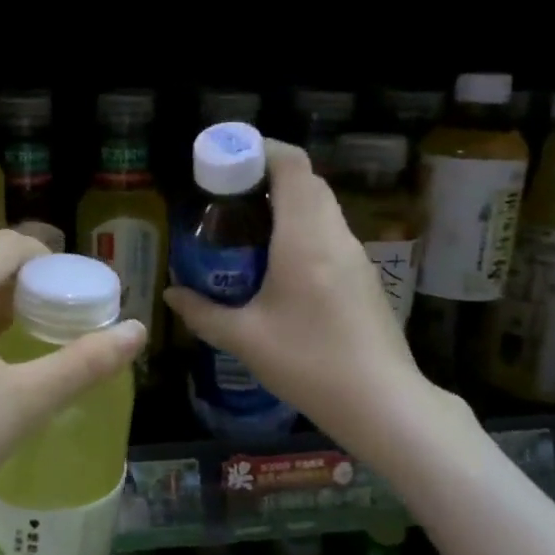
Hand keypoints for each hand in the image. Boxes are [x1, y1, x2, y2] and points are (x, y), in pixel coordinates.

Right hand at [164, 141, 456, 461]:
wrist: (382, 403)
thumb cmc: (309, 363)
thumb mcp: (245, 339)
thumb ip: (203, 312)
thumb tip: (171, 295)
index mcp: (304, 238)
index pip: (292, 166)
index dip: (261, 151)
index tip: (228, 161)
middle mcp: (334, 236)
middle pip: (307, 183)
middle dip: (267, 178)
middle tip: (227, 197)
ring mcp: (355, 256)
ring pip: (321, 209)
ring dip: (286, 205)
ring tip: (246, 229)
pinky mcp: (364, 278)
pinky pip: (329, 235)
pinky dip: (301, 230)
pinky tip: (277, 265)